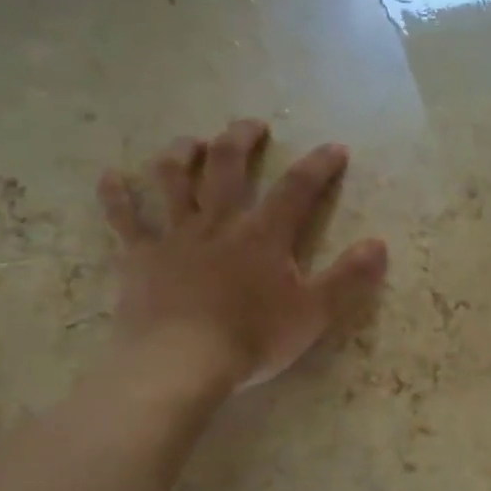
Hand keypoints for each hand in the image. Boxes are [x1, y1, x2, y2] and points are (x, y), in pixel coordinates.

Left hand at [96, 120, 387, 393]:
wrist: (181, 363)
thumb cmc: (252, 339)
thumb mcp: (314, 314)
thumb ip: (348, 278)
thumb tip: (379, 244)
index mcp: (263, 235)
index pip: (297, 189)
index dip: (318, 166)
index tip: (334, 148)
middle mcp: (218, 223)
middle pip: (228, 167)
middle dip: (242, 140)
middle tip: (252, 126)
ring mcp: (174, 237)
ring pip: (173, 180)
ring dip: (182, 154)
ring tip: (190, 142)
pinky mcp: (139, 258)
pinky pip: (123, 220)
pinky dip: (116, 196)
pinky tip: (110, 177)